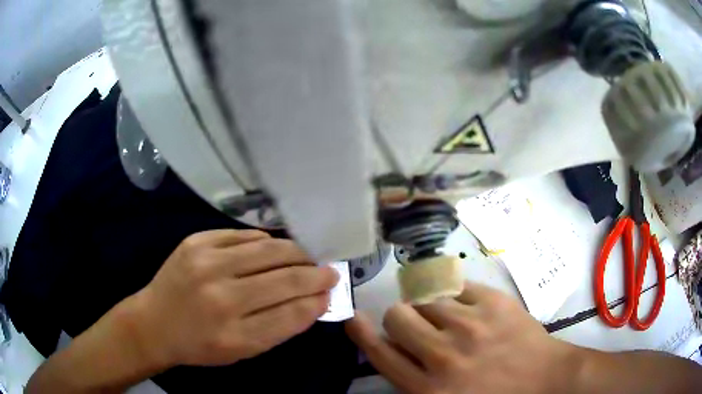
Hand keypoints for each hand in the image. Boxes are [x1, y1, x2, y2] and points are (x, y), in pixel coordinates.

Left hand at [126, 230, 338, 367]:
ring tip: (307, 257)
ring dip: (296, 252)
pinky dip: (265, 241)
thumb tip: (314, 301)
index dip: (317, 300)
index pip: (291, 313)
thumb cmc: (200, 345)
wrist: (154, 322)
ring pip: (268, 249)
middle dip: (315, 274)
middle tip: (328, 271)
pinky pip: (243, 235)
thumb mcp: (242, 351)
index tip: (332, 292)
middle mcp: (220, 297)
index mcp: (234, 335)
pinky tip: (273, 248)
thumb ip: (279, 327)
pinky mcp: (196, 241)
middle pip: (284, 278)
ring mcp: (206, 263)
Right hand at [346, 281, 580, 393]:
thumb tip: (394, 351)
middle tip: (417, 325)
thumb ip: (415, 382)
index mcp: (429, 388)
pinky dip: (458, 297)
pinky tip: (471, 309)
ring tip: (450, 319)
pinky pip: (458, 287)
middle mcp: (444, 355)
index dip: (362, 333)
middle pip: (398, 316)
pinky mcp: (493, 302)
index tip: (356, 320)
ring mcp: (470, 325)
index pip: (380, 353)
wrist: (546, 378)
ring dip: (432, 308)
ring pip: (428, 298)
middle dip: (401, 318)